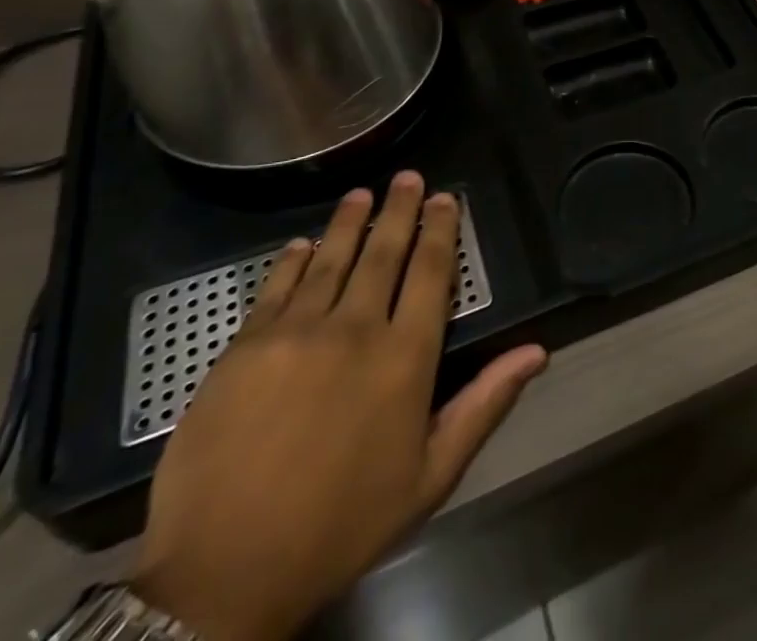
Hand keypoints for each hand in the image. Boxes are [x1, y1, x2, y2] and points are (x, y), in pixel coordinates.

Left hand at [132, 174, 547, 640]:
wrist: (221, 579)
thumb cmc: (340, 527)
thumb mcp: (429, 477)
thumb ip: (484, 405)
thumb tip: (536, 352)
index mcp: (405, 357)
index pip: (431, 273)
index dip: (441, 230)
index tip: (445, 198)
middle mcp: (356, 329)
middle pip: (384, 253)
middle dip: (400, 210)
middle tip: (408, 178)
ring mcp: (295, 334)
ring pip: (331, 259)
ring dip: (350, 222)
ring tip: (361, 194)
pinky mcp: (244, 348)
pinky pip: (276, 288)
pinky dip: (293, 260)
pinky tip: (303, 244)